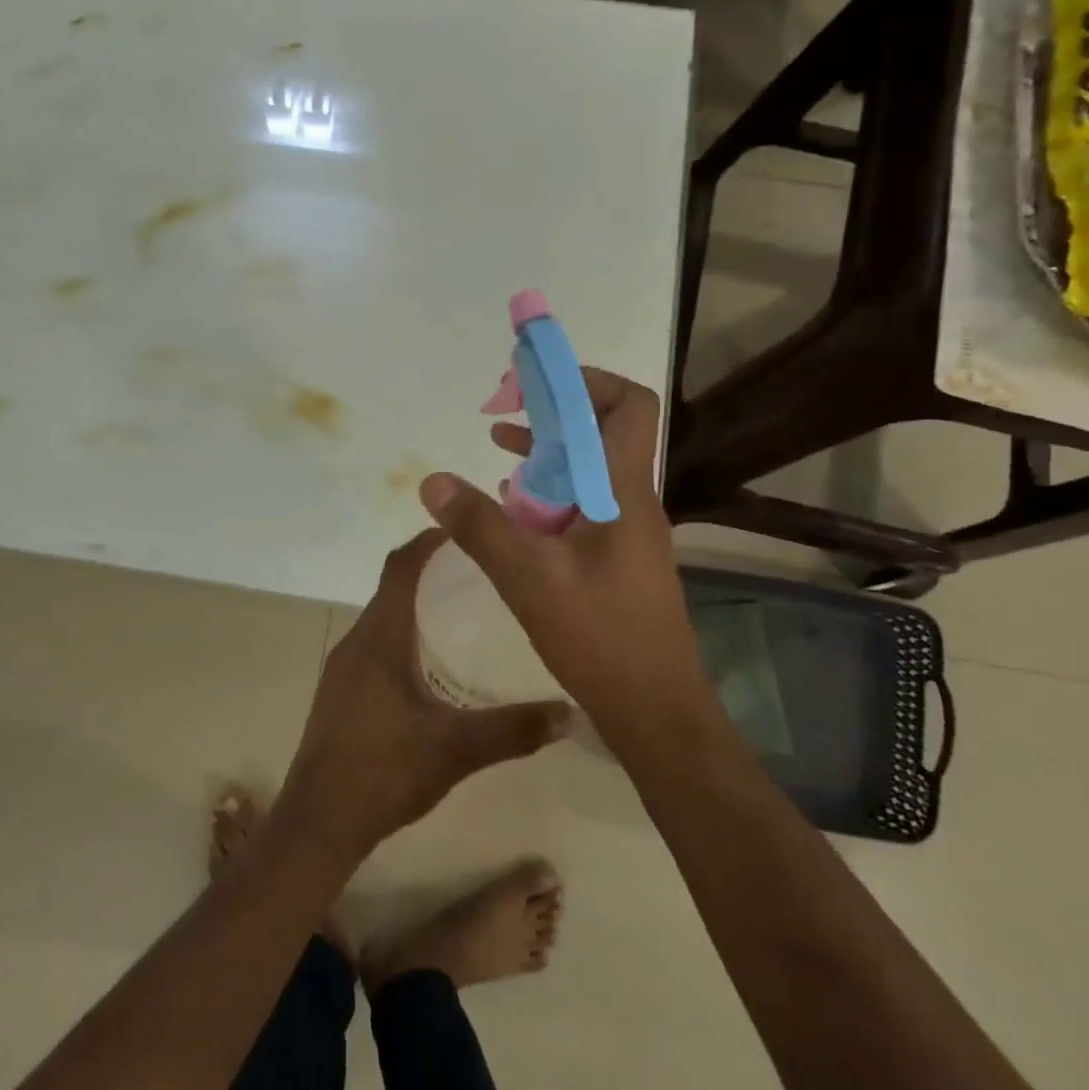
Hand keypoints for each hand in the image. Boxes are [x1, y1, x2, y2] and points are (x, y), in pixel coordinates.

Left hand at [273, 530, 572, 865]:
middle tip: (481, 572)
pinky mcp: (341, 691)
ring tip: (465, 613)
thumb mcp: (456, 748)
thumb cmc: (384, 771)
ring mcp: (343, 667)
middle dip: (432, 572)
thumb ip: (513, 729)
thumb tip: (570, 712)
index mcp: (379, 638)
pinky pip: (376, 645)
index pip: (400, 567)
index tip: (466, 530)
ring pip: (383, 618)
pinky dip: (404, 636)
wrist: (319, 820)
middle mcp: (356, 641)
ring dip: (417, 606)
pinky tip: (433, 665)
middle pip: (392, 587)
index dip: (429, 541)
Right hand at [417, 368, 717, 736]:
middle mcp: (629, 501)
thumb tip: (432, 481)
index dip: (586, 379)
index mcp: (621, 493)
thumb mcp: (529, 579)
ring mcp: (625, 530)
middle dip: (553, 410)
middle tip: (502, 407)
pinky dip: (546, 491)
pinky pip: (580, 504)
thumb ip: (480, 526)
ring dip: (546, 451)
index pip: (628, 406)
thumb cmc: (600, 639)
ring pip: (588, 469)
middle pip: (603, 431)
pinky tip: (511, 505)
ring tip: (497, 445)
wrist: (656, 710)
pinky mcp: (614, 557)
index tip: (532, 382)